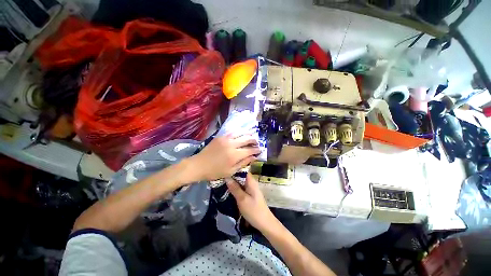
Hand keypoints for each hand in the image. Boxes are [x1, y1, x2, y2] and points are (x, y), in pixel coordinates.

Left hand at [188, 134, 259, 180]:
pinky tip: (241, 134)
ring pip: (240, 133)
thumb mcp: (231, 171)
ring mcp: (226, 139)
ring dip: (248, 134)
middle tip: (257, 143)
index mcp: (235, 155)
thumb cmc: (215, 171)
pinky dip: (239, 132)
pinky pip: (232, 132)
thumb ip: (244, 163)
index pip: (250, 150)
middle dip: (254, 140)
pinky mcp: (220, 136)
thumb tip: (254, 157)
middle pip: (247, 139)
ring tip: (251, 136)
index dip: (257, 150)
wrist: (199, 165)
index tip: (260, 150)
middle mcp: (232, 144)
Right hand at [226, 173, 277, 231]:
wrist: (264, 223)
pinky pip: (241, 188)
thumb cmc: (254, 210)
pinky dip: (235, 188)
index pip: (243, 170)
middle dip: (232, 176)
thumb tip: (227, 177)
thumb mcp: (242, 199)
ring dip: (233, 182)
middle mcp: (251, 183)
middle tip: (221, 176)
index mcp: (251, 181)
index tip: (224, 169)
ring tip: (222, 182)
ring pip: (240, 182)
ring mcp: (251, 188)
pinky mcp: (249, 194)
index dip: (234, 168)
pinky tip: (228, 190)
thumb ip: (235, 188)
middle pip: (241, 175)